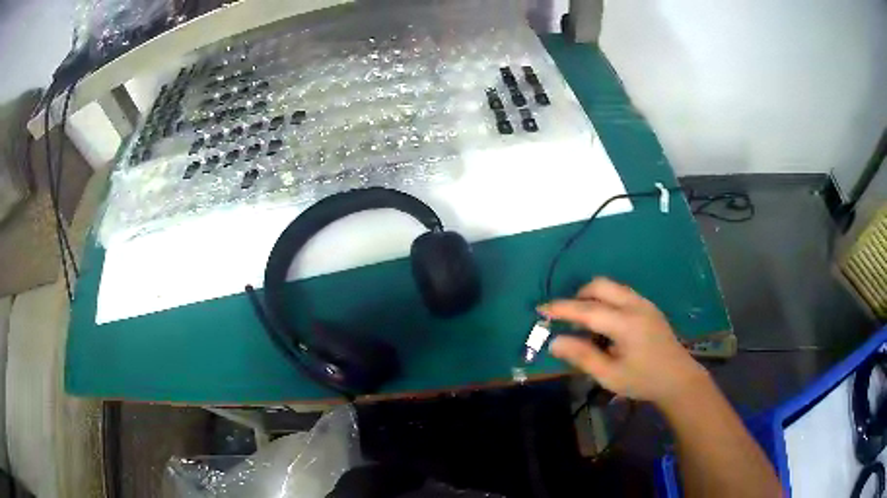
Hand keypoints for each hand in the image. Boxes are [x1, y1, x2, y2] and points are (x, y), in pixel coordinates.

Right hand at [538, 277, 707, 406]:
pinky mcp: (649, 307)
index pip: (587, 309)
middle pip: (600, 285)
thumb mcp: (609, 375)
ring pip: (612, 287)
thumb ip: (582, 356)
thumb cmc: (643, 380)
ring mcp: (644, 303)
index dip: (561, 308)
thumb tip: (554, 342)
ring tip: (585, 323)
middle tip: (567, 319)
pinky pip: (621, 294)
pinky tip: (606, 325)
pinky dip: (606, 301)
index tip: (541, 309)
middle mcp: (635, 305)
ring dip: (593, 298)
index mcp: (625, 323)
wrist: (679, 378)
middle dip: (578, 296)